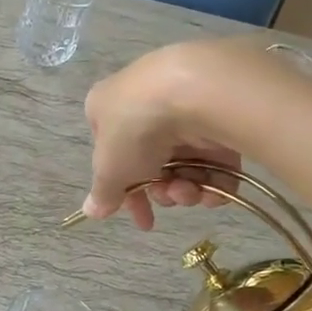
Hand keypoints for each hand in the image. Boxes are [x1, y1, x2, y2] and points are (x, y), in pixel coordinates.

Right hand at [82, 44, 242, 229]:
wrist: (194, 91)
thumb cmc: (136, 128)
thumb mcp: (109, 169)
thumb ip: (102, 193)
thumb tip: (91, 211)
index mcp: (107, 108)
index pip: (113, 156)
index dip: (127, 193)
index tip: (143, 219)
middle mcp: (145, 104)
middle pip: (152, 163)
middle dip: (162, 191)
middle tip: (170, 197)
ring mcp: (184, 107)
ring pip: (186, 162)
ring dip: (187, 188)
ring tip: (191, 191)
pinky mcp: (220, 114)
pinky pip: (217, 156)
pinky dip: (216, 180)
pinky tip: (215, 191)